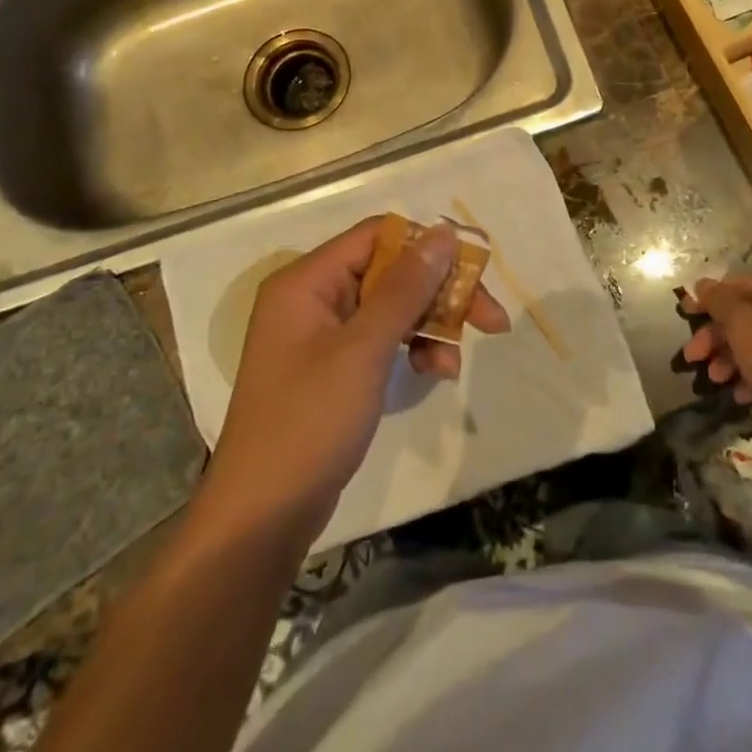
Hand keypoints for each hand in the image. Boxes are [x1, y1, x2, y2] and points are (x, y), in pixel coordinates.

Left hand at [203, 218, 509, 540]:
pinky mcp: (333, 366)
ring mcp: (322, 334)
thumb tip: (443, 233)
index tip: (473, 272)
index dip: (427, 247)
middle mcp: (313, 297)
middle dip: (439, 294)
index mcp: (307, 281)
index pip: (377, 236)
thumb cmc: (309, 422)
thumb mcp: (363, 350)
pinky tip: (435, 374)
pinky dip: (412, 351)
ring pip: (391, 307)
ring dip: (430, 327)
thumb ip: (405, 288)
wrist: (261, 518)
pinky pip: (381, 339)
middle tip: (491, 319)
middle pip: (389, 272)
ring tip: (453, 365)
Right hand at [681, 276, 751, 445]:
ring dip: (729, 358)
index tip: (684, 313)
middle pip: (747, 316)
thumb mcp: (741, 323)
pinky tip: (739, 394)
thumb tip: (703, 284)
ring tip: (714, 378)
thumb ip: (719, 300)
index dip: (709, 298)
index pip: (740, 285)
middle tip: (692, 356)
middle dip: (716, 336)